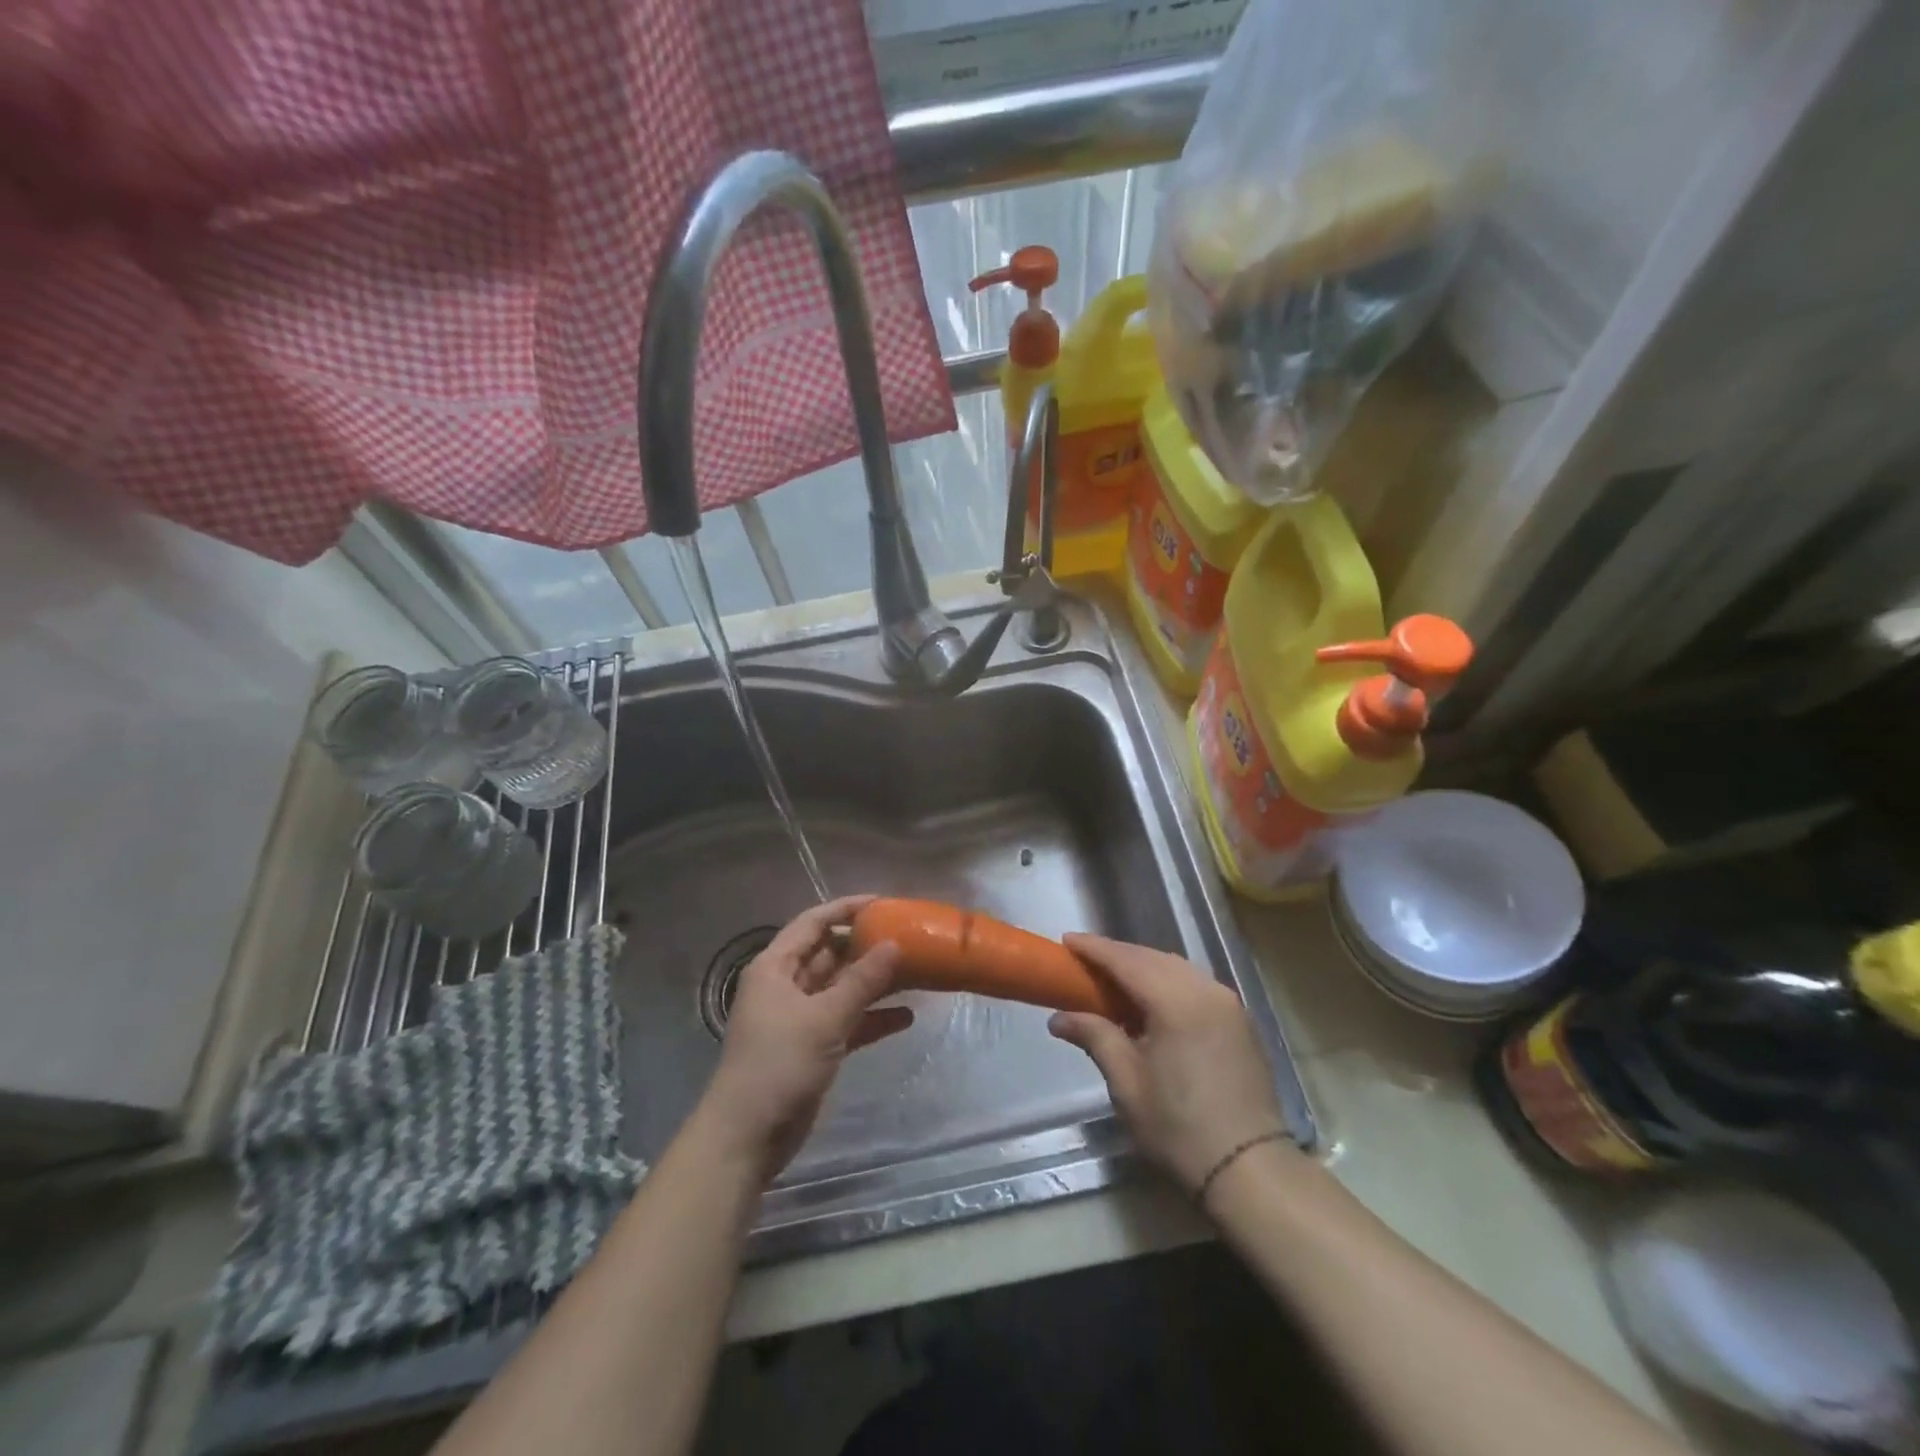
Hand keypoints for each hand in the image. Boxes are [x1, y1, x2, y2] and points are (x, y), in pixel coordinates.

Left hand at [699, 895, 909, 1181]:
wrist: (748, 1137)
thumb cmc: (779, 1064)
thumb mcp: (825, 1017)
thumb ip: (862, 980)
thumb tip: (894, 945)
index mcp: (776, 967)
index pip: (813, 923)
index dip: (846, 909)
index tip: (884, 903)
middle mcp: (786, 985)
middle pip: (829, 953)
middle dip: (866, 946)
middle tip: (907, 937)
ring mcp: (799, 1017)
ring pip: (841, 988)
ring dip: (873, 982)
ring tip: (915, 972)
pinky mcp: (813, 1047)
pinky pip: (847, 1021)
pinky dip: (872, 1018)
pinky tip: (906, 1018)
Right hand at [1048, 935, 1286, 1197]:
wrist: (1250, 1169)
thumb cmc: (1179, 1127)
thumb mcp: (1127, 1083)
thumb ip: (1095, 1037)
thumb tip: (1059, 1018)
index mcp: (1175, 1001)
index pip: (1126, 960)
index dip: (1094, 949)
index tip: (1067, 941)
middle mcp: (1205, 990)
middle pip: (1152, 957)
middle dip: (1118, 955)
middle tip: (1084, 960)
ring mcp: (1228, 1004)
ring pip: (1177, 968)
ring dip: (1144, 966)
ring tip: (1114, 978)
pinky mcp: (1240, 1020)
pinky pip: (1195, 984)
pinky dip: (1168, 982)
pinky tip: (1152, 1000)